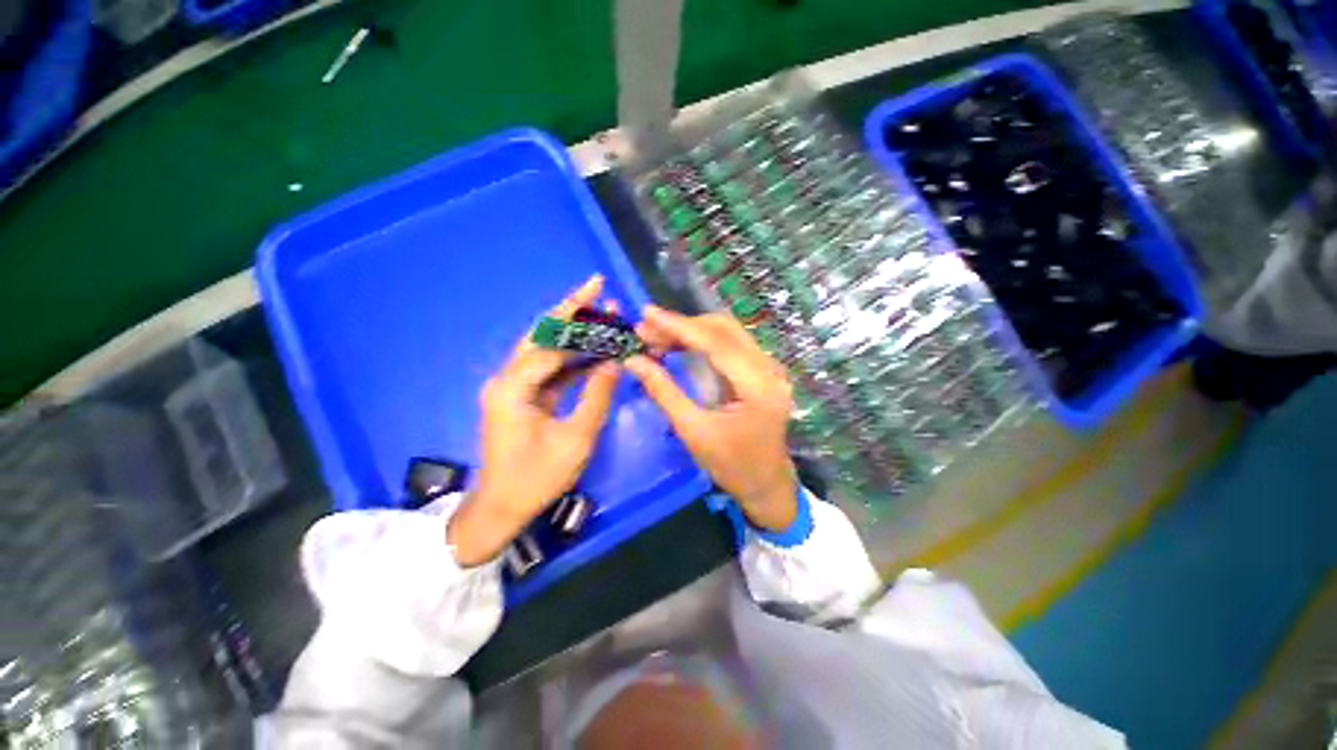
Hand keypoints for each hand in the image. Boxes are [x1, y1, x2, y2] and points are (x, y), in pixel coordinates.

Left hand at [448, 276, 619, 565]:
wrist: (501, 509)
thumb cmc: (536, 478)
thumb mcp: (576, 439)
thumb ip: (597, 396)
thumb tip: (616, 362)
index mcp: (512, 387)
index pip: (551, 343)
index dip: (581, 321)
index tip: (603, 295)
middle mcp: (508, 378)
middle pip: (542, 333)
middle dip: (570, 308)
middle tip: (596, 286)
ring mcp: (514, 386)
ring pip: (545, 347)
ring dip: (573, 330)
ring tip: (601, 312)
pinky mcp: (522, 396)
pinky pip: (550, 368)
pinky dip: (572, 356)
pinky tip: (593, 347)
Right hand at [624, 307, 797, 531]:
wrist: (766, 484)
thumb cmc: (732, 466)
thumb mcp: (693, 431)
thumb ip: (663, 391)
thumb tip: (633, 361)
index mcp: (758, 386)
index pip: (716, 342)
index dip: (679, 326)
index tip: (647, 314)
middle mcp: (769, 368)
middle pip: (724, 329)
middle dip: (683, 326)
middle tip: (646, 329)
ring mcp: (769, 367)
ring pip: (727, 333)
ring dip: (692, 330)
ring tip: (657, 336)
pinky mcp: (762, 371)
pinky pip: (731, 344)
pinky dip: (703, 341)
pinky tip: (680, 345)